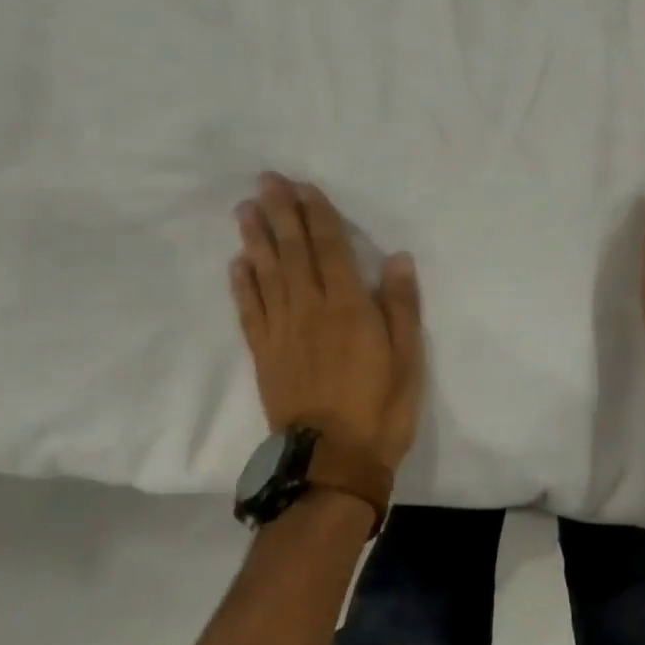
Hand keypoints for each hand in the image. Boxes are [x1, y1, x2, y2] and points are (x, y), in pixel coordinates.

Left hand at [231, 173, 423, 472]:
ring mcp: (282, 332)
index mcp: (348, 307)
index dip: (317, 215)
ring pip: (266, 275)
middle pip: (293, 252)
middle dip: (281, 213)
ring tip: (245, 210)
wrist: (331, 464)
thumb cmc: (380, 408)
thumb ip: (401, 306)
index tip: (303, 186)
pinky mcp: (265, 355)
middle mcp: (310, 310)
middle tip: (266, 180)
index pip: (330, 249)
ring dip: (256, 239)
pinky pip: (250, 312)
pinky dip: (242, 285)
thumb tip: (396, 257)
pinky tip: (236, 264)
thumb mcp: (408, 358)